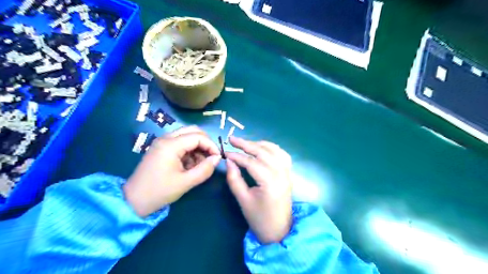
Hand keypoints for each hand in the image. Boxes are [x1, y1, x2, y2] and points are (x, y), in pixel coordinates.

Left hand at [124, 126, 220, 217]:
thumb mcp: (186, 182)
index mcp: (170, 145)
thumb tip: (217, 158)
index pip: (198, 136)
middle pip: (193, 131)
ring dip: (197, 147)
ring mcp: (162, 142)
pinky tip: (189, 165)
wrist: (133, 201)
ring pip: (187, 135)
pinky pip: (180, 143)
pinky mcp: (161, 148)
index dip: (211, 145)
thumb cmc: (159, 192)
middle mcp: (166, 138)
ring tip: (199, 164)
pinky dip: (189, 150)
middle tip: (210, 157)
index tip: (217, 158)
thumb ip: (205, 169)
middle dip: (205, 143)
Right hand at [226, 136, 291, 243]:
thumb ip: (234, 179)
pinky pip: (282, 154)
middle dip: (246, 144)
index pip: (251, 163)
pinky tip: (263, 148)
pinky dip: (271, 148)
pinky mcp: (288, 173)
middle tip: (232, 139)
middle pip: (263, 152)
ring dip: (259, 144)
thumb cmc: (259, 218)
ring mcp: (287, 172)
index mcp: (270, 182)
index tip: (225, 153)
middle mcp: (281, 174)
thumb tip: (228, 161)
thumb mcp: (243, 200)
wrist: (279, 230)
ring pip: (274, 150)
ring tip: (245, 143)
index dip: (237, 156)